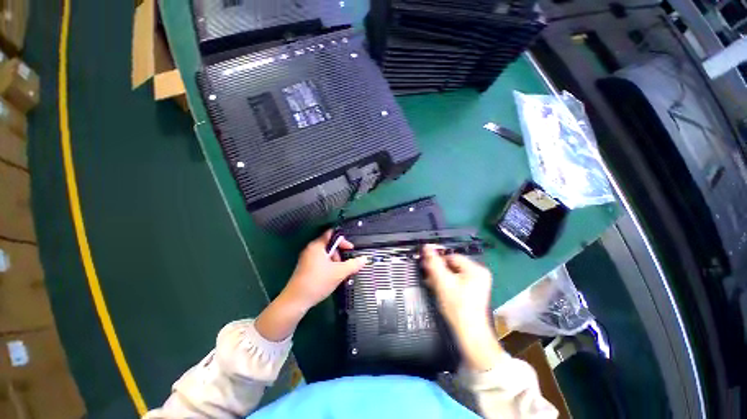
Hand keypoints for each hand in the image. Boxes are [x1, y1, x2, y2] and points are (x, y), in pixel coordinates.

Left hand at [281, 230, 367, 311]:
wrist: (296, 301)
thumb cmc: (317, 282)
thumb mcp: (339, 273)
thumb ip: (353, 264)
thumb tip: (364, 259)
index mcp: (317, 246)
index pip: (332, 234)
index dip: (343, 240)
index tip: (350, 249)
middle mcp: (310, 249)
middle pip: (329, 245)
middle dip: (340, 253)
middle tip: (345, 264)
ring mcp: (306, 259)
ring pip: (325, 255)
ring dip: (335, 261)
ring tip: (338, 273)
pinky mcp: (305, 268)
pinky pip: (320, 261)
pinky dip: (328, 266)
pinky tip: (331, 277)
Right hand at [422, 244, 502, 370]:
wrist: (469, 334)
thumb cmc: (457, 306)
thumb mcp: (442, 281)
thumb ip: (434, 262)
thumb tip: (426, 246)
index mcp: (475, 269)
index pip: (451, 256)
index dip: (437, 259)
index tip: (424, 263)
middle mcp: (478, 274)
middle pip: (452, 265)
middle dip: (437, 268)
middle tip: (425, 272)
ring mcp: (476, 283)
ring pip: (452, 273)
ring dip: (439, 276)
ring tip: (428, 280)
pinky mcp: (472, 292)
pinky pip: (455, 281)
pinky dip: (445, 283)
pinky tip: (435, 286)